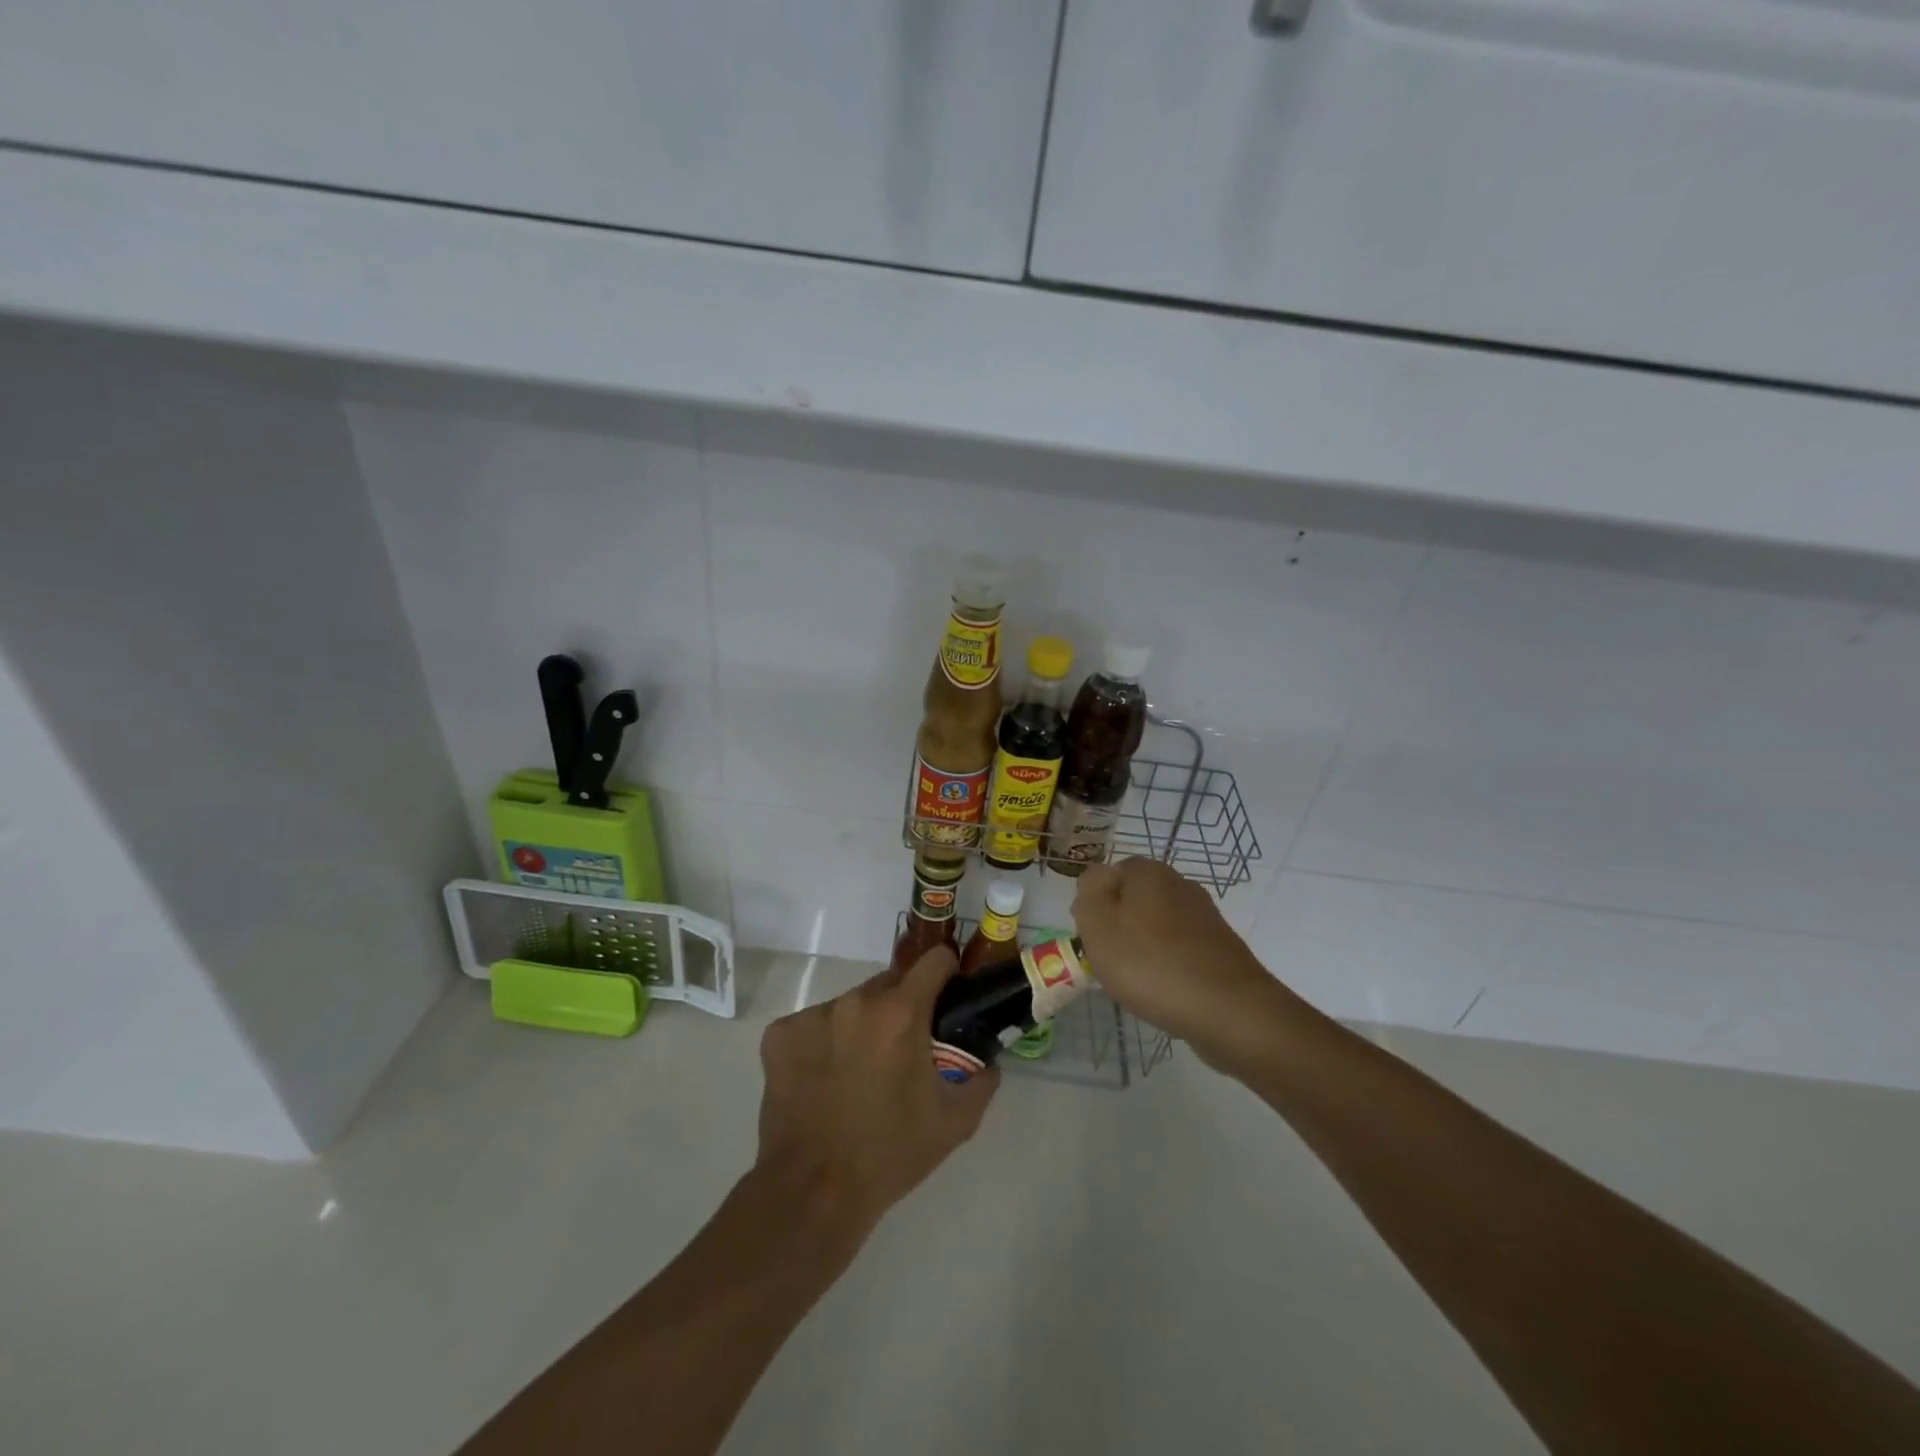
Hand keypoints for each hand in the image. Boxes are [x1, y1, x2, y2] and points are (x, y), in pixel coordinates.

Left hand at [754, 947, 999, 1233]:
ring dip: (860, 1026)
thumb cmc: (890, 1154)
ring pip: (849, 1006)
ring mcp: (812, 1015)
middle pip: (889, 984)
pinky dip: (821, 1044)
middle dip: (901, 1008)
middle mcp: (856, 1001)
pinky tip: (821, 1082)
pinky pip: (811, 1026)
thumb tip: (988, 1062)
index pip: (934, 961)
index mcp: (901, 1012)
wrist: (813, 1192)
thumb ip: (982, 1081)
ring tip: (857, 1074)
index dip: (946, 973)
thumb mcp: (955, 1123)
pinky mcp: (779, 1035)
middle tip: (902, 1051)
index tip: (947, 995)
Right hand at [1071, 857, 1287, 1065]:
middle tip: (1108, 962)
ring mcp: (1204, 916)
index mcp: (1148, 871)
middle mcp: (1179, 884)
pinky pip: (1179, 951)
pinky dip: (1167, 966)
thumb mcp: (1098, 924)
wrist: (1228, 1010)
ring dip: (1142, 949)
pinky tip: (1164, 991)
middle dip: (1118, 928)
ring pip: (1156, 926)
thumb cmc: (1150, 964)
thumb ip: (1088, 892)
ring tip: (1136, 982)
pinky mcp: (1220, 948)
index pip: (1107, 876)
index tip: (1091, 938)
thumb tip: (1096, 878)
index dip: (1093, 906)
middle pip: (1133, 901)